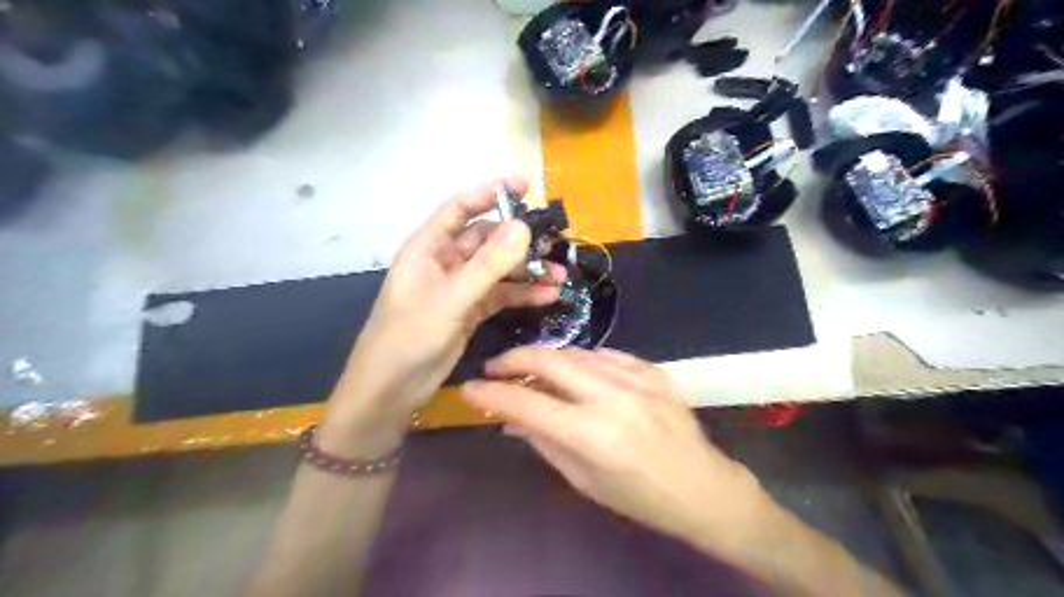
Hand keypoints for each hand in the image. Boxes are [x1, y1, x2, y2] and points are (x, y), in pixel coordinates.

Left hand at [319, 178, 558, 455]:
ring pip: (498, 269)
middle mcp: (444, 261)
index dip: (490, 192)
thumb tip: (524, 226)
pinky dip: (522, 294)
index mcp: (428, 247)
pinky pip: (500, 294)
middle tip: (554, 240)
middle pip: (486, 239)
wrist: (392, 389)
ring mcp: (458, 287)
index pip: (460, 208)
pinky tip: (548, 297)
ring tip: (559, 275)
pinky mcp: (469, 310)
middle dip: (519, 239)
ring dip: (526, 270)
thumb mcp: (452, 298)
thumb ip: (489, 264)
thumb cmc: (410, 336)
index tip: (525, 184)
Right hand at [463, 347, 778, 552]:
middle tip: (497, 367)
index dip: (492, 394)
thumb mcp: (584, 479)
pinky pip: (607, 354)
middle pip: (550, 361)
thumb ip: (544, 442)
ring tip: (533, 370)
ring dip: (548, 358)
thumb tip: (509, 419)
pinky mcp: (653, 370)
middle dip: (514, 359)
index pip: (527, 404)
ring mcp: (636, 378)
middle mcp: (611, 397)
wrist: (701, 486)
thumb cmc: (638, 496)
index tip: (470, 389)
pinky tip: (576, 370)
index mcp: (592, 434)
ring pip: (576, 352)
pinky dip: (583, 360)